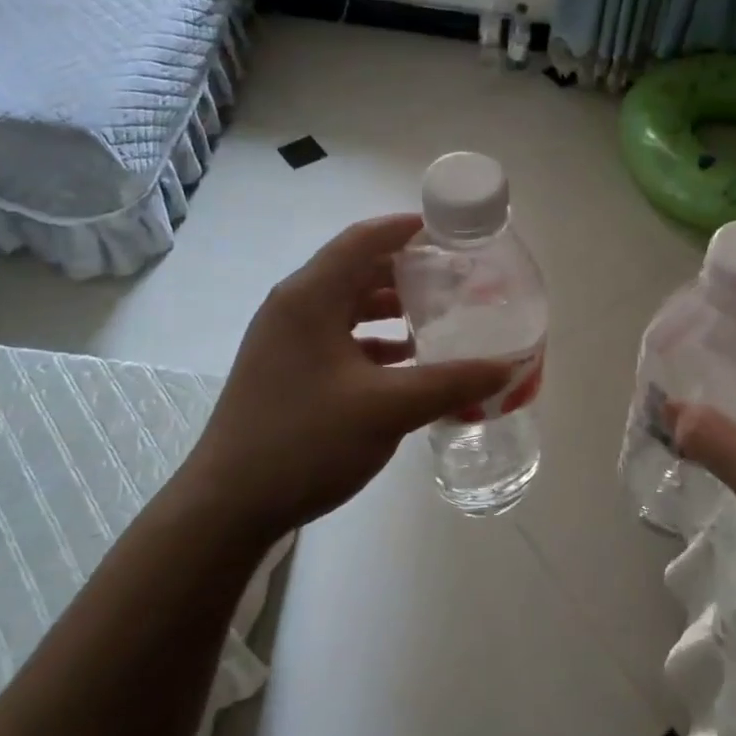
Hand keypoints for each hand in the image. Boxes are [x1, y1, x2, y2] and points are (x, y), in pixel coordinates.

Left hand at [176, 215, 510, 543]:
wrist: (228, 506)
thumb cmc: (305, 441)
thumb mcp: (387, 409)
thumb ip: (450, 383)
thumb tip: (507, 367)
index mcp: (310, 298)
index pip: (363, 240)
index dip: (408, 229)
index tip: (453, 234)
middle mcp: (294, 308)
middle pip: (357, 269)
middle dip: (408, 271)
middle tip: (457, 279)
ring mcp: (286, 341)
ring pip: (348, 307)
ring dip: (392, 308)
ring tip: (439, 317)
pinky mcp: (288, 371)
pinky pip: (339, 338)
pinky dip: (375, 341)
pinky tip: (407, 363)